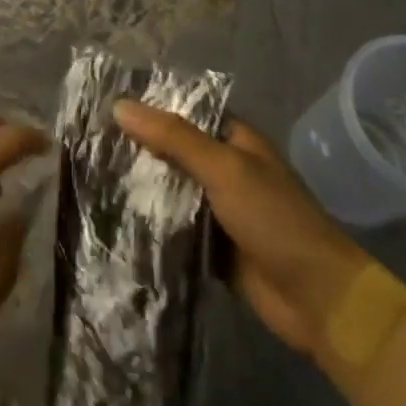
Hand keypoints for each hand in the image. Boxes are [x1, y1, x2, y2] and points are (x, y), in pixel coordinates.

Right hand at [113, 100, 368, 359]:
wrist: (318, 299)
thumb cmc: (275, 219)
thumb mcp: (224, 169)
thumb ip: (173, 137)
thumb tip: (119, 106)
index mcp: (235, 141)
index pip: (184, 113)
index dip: (149, 108)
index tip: (104, 107)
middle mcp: (225, 170)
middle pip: (173, 152)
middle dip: (138, 150)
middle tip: (87, 143)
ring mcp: (219, 209)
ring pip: (171, 190)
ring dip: (141, 188)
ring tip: (89, 176)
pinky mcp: (212, 246)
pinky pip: (174, 227)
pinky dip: (151, 223)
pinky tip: (113, 217)